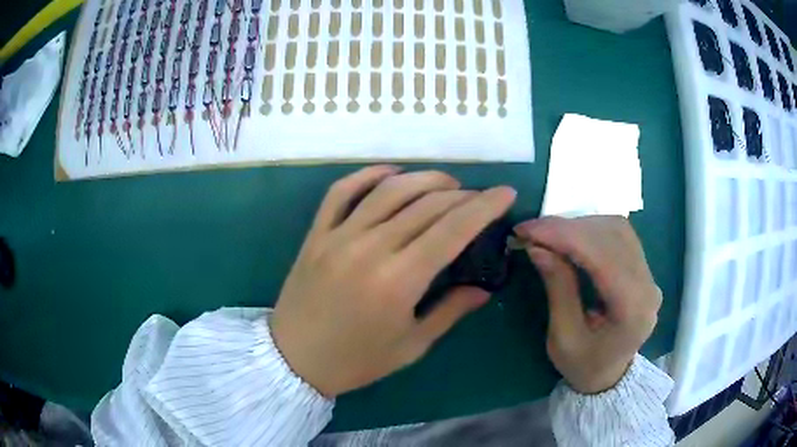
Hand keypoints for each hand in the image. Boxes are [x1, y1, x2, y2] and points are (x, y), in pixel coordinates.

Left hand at [271, 166, 516, 397]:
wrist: (294, 359)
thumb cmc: (356, 361)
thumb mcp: (411, 347)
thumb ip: (450, 311)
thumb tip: (483, 289)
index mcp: (398, 281)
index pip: (452, 230)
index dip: (484, 207)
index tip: (505, 193)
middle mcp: (370, 248)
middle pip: (426, 205)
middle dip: (462, 195)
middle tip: (479, 197)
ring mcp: (339, 236)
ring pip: (389, 190)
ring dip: (424, 179)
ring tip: (448, 183)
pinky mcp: (317, 233)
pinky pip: (342, 191)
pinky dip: (368, 175)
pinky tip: (391, 174)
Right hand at [514, 216, 661, 394]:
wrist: (609, 377)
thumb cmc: (583, 366)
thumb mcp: (563, 338)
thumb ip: (558, 288)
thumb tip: (538, 246)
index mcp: (633, 309)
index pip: (603, 256)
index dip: (564, 235)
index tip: (526, 229)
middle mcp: (648, 285)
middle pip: (612, 236)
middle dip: (568, 227)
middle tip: (531, 231)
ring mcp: (649, 274)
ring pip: (616, 229)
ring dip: (579, 225)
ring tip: (548, 234)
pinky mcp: (643, 268)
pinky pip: (618, 235)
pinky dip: (590, 229)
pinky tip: (570, 237)